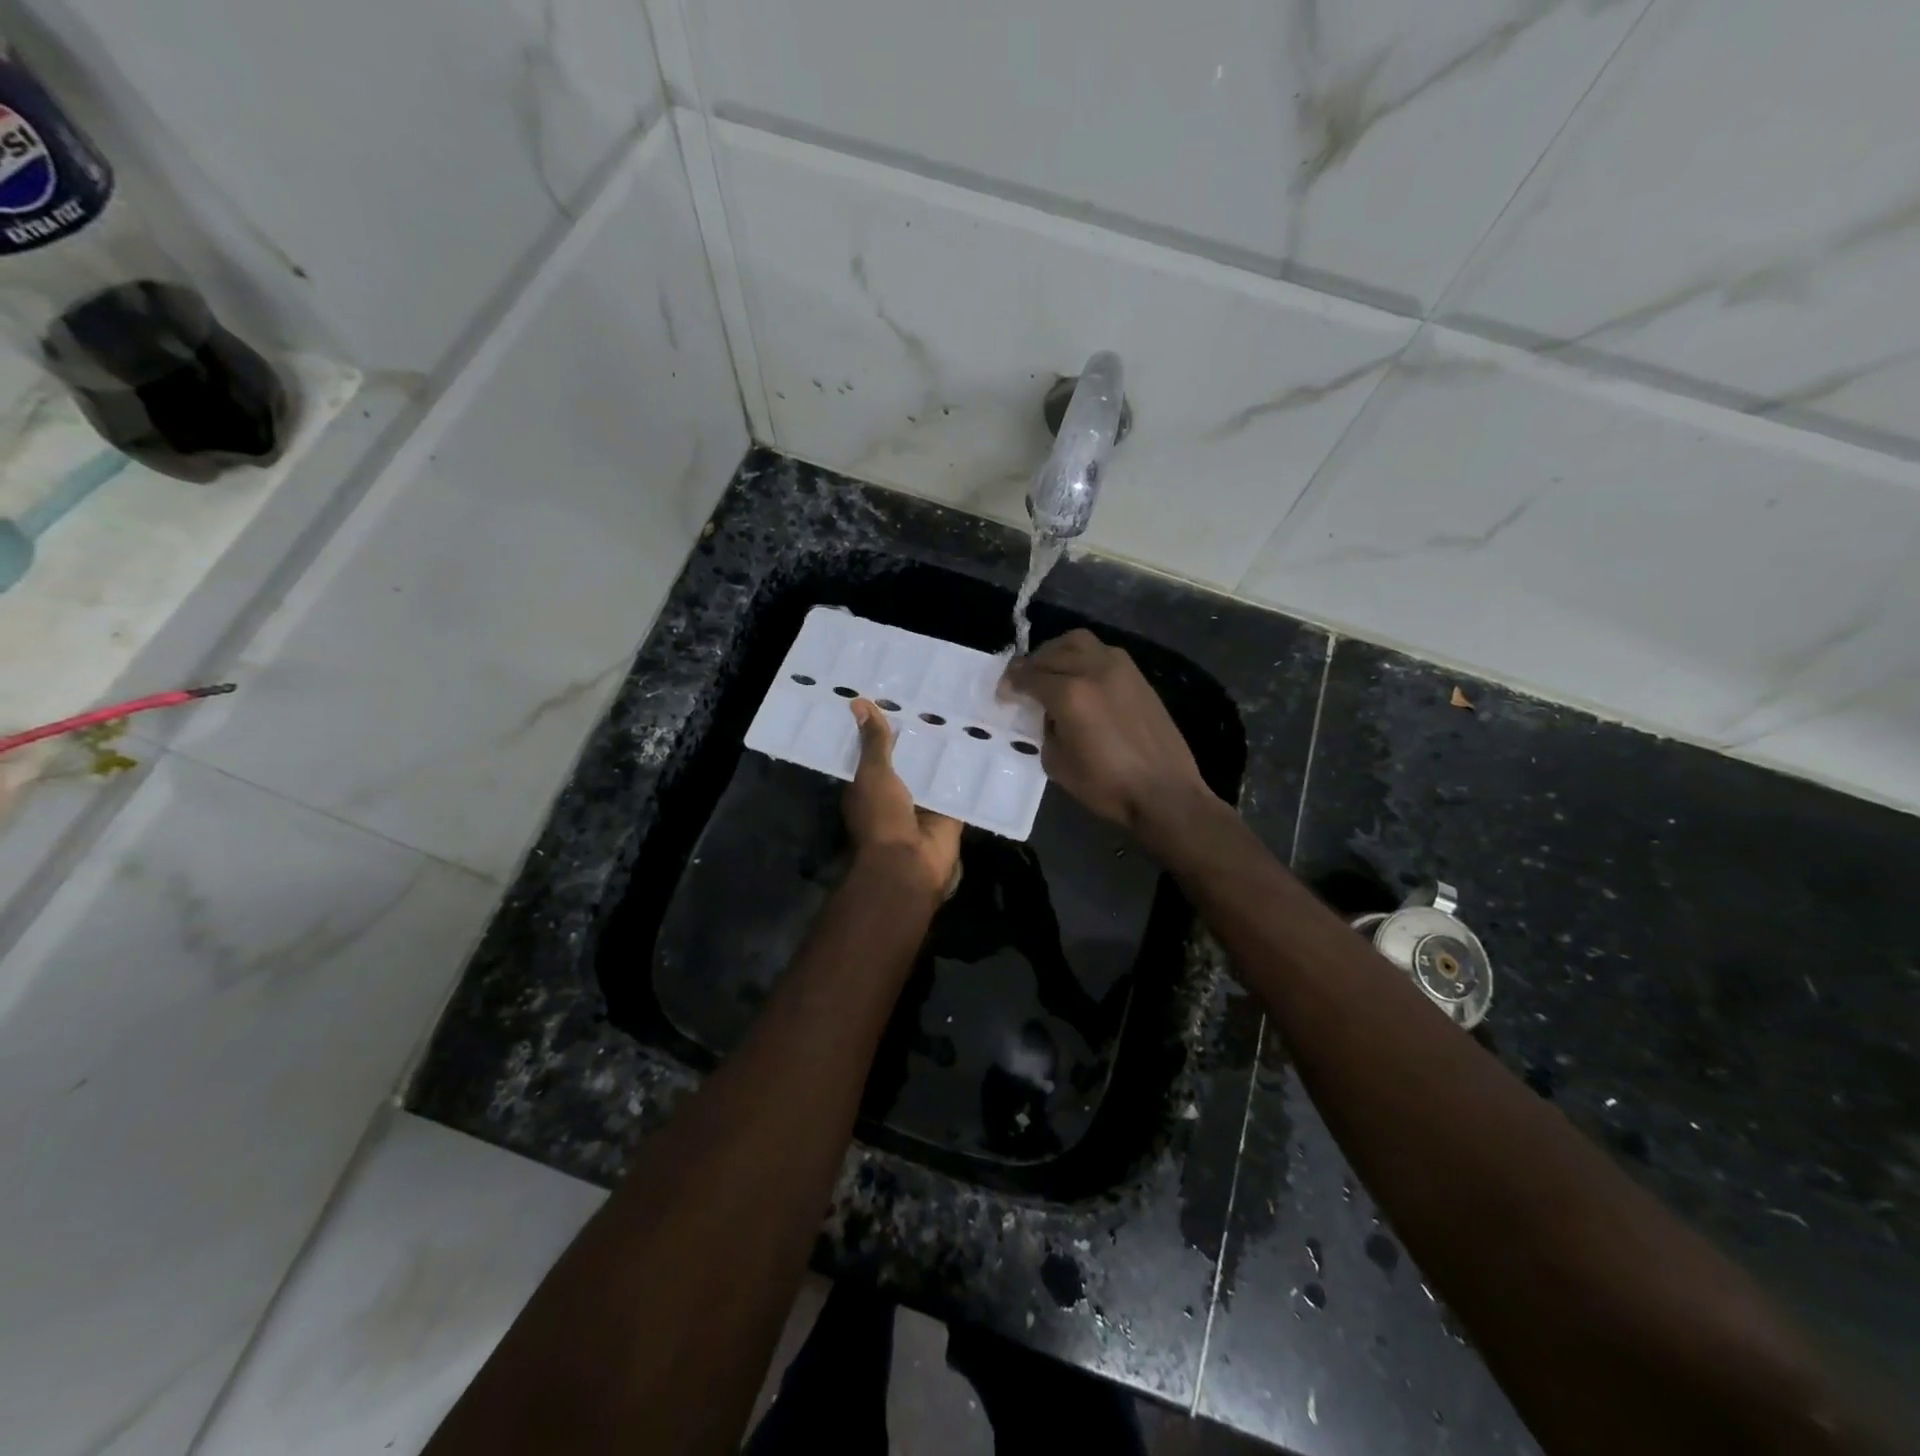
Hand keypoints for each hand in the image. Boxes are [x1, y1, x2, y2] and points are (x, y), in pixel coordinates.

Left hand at [844, 699, 962, 897]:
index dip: (885, 727)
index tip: (898, 695)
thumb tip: (857, 701)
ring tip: (964, 712)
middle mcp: (897, 792)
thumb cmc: (882, 817)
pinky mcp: (950, 812)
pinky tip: (984, 743)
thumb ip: (873, 741)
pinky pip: (960, 788)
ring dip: (947, 751)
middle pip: (910, 758)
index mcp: (870, 785)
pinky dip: (969, 772)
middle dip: (921, 736)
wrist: (910, 863)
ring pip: (936, 770)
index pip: (877, 750)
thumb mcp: (873, 773)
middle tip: (938, 697)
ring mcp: (925, 803)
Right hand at [1001, 629, 1216, 837]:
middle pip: (1052, 652)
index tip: (1003, 695)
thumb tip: (1047, 714)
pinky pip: (1102, 652)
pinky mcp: (1137, 675)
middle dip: (1031, 665)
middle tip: (1021, 682)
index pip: (1029, 676)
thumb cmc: (1107, 786)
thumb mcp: (1057, 763)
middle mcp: (1093, 670)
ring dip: (1057, 652)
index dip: (1010, 684)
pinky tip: (1078, 677)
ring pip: (1079, 642)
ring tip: (1049, 671)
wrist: (1164, 792)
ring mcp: (1120, 668)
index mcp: (1070, 694)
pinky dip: (1082, 657)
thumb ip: (1045, 729)